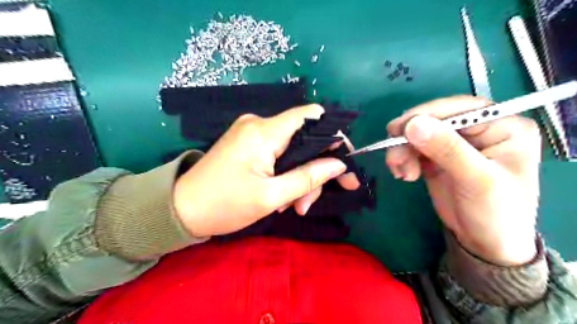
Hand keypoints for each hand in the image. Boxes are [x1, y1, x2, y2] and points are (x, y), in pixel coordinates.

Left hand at [174, 106, 358, 236]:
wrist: (181, 209)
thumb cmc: (224, 205)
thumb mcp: (271, 197)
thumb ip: (308, 178)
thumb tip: (339, 165)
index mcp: (263, 132)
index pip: (310, 116)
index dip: (333, 135)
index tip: (344, 161)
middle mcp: (258, 124)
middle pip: (304, 138)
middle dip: (314, 169)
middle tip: (309, 202)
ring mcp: (252, 132)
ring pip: (293, 150)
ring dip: (299, 178)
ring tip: (294, 207)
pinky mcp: (248, 142)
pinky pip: (278, 153)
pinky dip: (286, 174)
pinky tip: (282, 197)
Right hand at [387, 96, 540, 265]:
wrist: (485, 243)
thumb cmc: (496, 213)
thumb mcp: (476, 180)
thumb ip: (447, 150)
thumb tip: (413, 124)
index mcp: (502, 126)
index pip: (460, 108)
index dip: (427, 114)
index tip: (398, 128)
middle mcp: (478, 130)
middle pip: (435, 120)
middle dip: (409, 137)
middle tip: (393, 155)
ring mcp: (455, 143)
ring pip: (419, 133)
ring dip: (402, 150)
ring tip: (400, 171)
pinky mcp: (437, 156)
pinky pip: (413, 148)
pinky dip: (403, 158)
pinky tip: (404, 174)